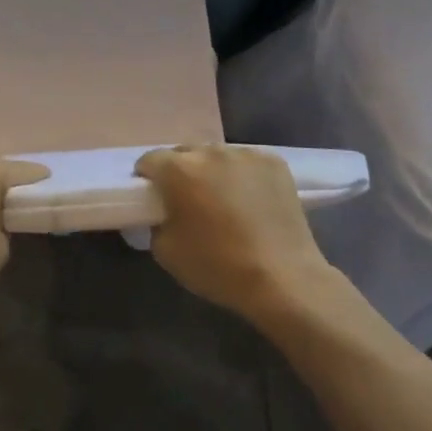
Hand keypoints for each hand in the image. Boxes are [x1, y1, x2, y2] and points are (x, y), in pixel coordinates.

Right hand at [135, 146, 332, 321]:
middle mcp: (210, 152)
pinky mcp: (274, 162)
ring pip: (217, 156)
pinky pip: (247, 162)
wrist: (284, 279)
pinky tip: (251, 200)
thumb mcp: (166, 252)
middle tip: (189, 201)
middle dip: (181, 172)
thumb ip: (157, 222)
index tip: (154, 199)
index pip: (150, 160)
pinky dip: (243, 175)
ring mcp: (245, 153)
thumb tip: (165, 213)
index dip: (147, 179)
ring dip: (213, 171)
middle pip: (185, 153)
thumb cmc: (218, 266)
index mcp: (178, 170)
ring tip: (224, 200)